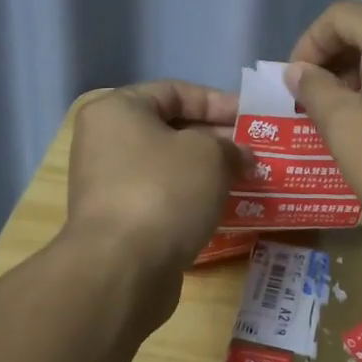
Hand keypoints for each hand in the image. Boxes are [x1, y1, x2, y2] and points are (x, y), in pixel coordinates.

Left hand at [64, 81, 246, 276]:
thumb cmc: (164, 192)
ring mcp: (109, 184)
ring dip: (208, 171)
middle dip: (217, 139)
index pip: (175, 92)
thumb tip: (241, 156)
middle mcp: (105, 142)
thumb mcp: (209, 154)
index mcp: (117, 111)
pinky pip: (163, 198)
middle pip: (171, 130)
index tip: (252, 117)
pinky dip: (192, 199)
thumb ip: (230, 146)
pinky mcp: (119, 222)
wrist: (123, 269)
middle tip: (255, 151)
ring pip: (169, 167)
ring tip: (248, 178)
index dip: (218, 101)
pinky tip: (225, 208)